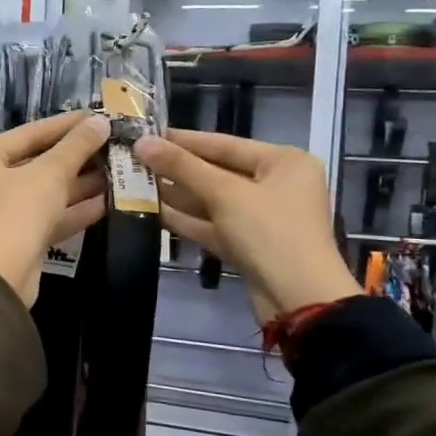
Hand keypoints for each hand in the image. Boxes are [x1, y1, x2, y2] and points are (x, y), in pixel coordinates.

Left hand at [0, 110, 109, 306]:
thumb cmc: (16, 212)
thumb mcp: (49, 173)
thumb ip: (76, 146)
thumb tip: (100, 122)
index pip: (28, 133)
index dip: (65, 124)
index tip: (96, 116)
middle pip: (35, 163)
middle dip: (74, 157)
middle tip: (110, 145)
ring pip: (43, 193)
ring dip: (78, 184)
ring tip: (115, 171)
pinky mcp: (15, 241)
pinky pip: (46, 218)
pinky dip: (72, 210)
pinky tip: (107, 202)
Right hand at [134, 129, 360, 323]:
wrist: (299, 300)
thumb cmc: (270, 233)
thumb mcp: (225, 194)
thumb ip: (182, 166)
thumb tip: (142, 142)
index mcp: (284, 162)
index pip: (224, 143)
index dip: (183, 140)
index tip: (146, 135)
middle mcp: (276, 185)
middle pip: (218, 171)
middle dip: (177, 169)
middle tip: (135, 161)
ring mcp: (262, 218)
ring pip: (213, 200)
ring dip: (178, 195)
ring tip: (136, 184)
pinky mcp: (248, 245)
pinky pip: (214, 225)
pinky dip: (187, 219)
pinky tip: (154, 212)